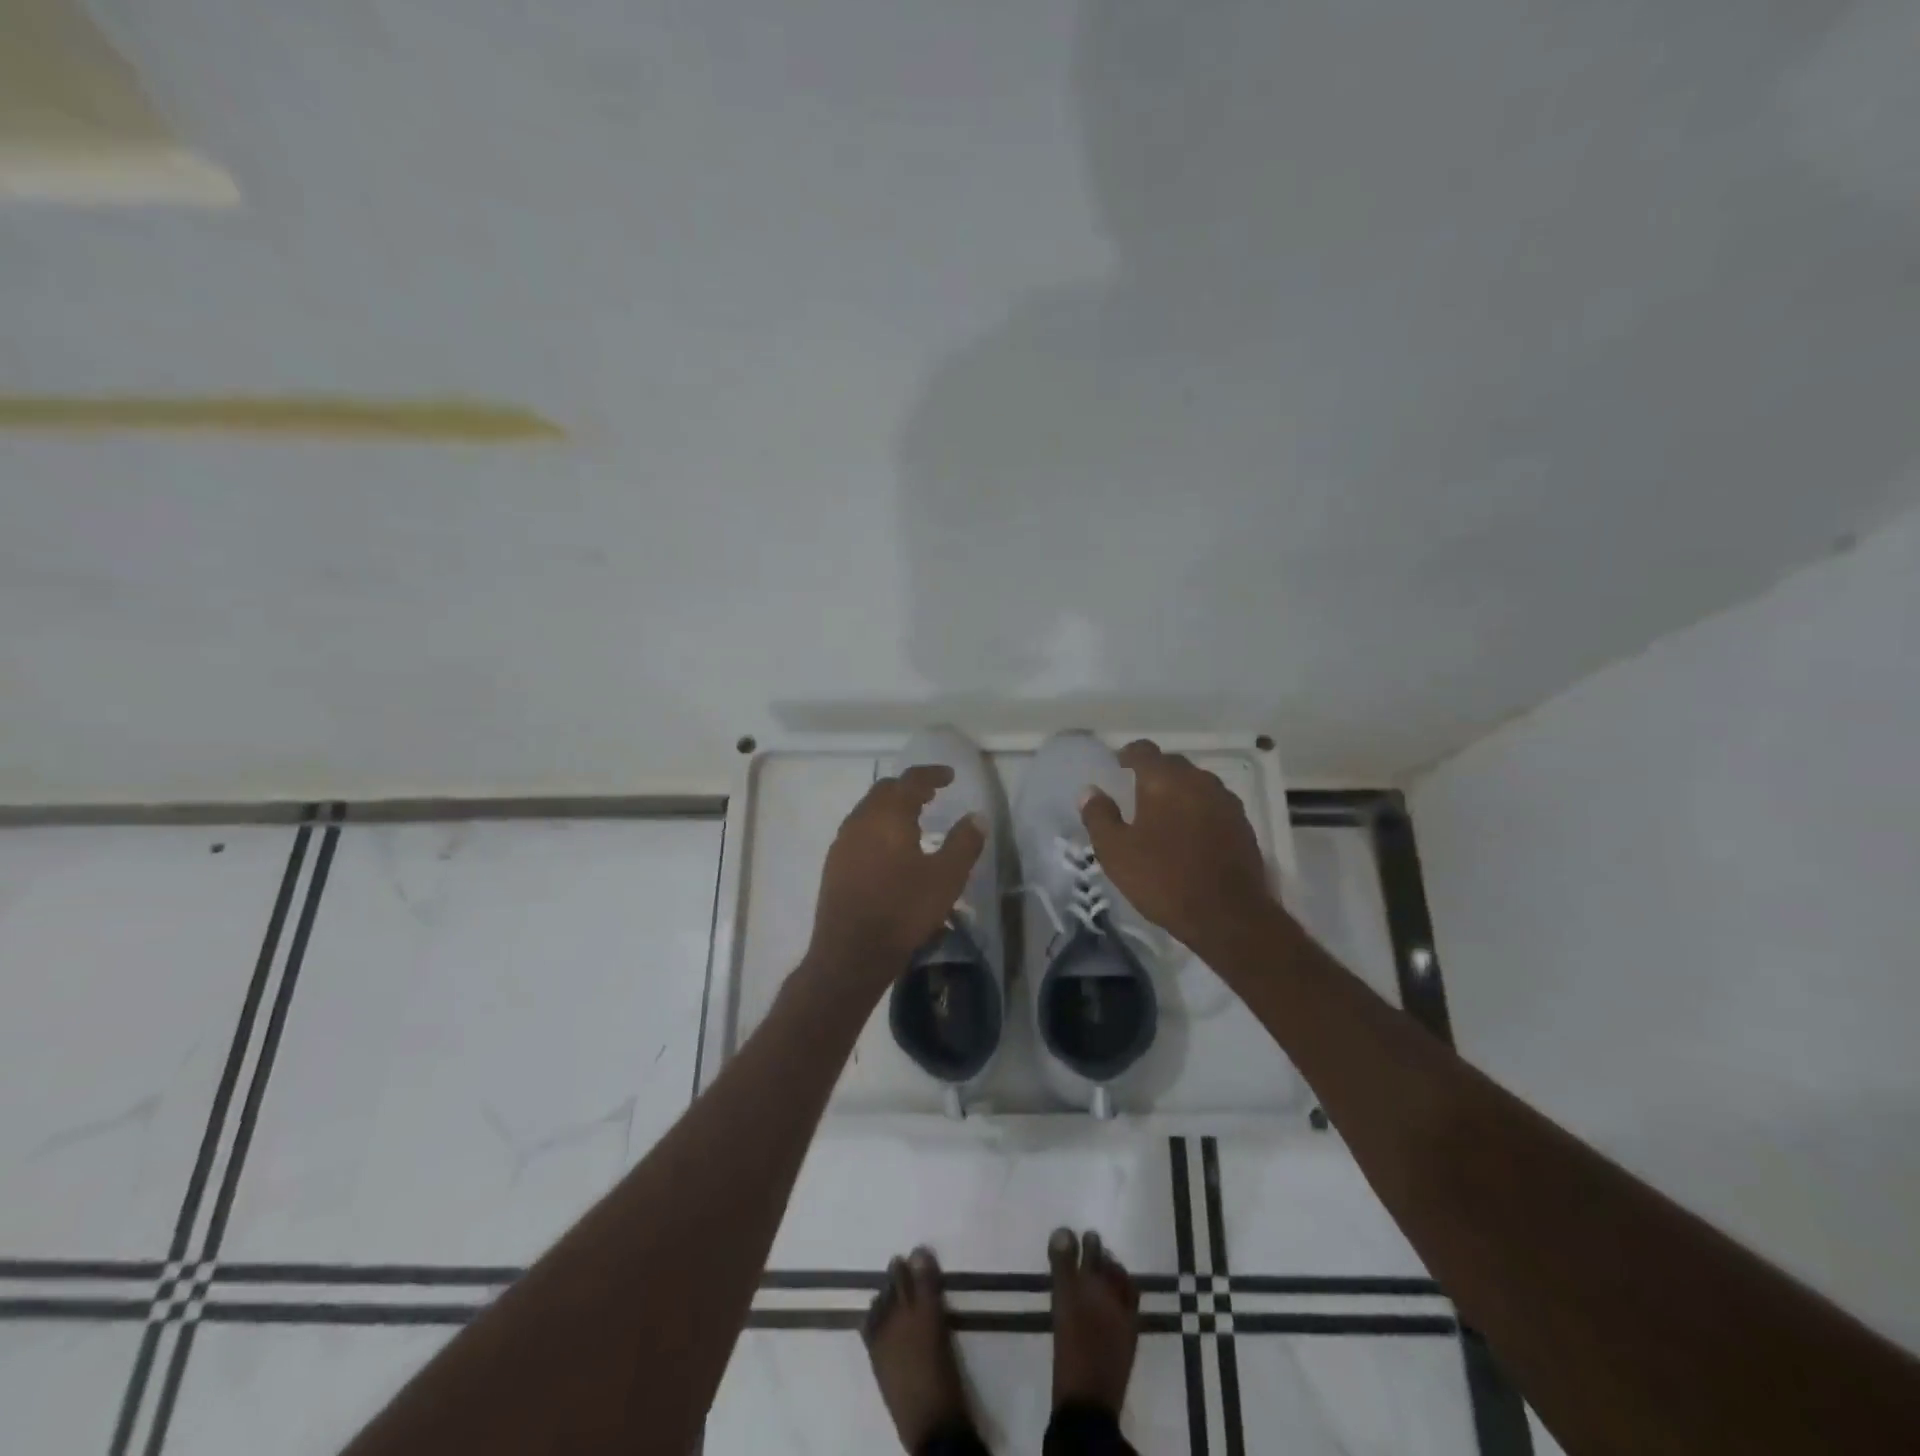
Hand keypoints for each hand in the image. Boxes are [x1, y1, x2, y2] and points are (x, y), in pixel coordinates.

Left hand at [807, 765, 985, 983]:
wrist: (850, 953)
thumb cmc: (903, 910)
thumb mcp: (946, 878)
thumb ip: (964, 843)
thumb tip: (976, 816)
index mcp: (888, 816)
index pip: (911, 780)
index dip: (931, 774)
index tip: (949, 776)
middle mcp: (860, 820)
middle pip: (885, 791)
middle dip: (909, 788)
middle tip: (932, 795)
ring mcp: (843, 843)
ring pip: (869, 811)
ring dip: (892, 808)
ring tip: (913, 820)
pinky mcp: (834, 865)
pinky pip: (859, 832)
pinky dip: (878, 828)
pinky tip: (890, 850)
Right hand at [1080, 740, 1277, 957]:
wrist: (1228, 916)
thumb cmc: (1163, 879)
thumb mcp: (1115, 852)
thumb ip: (1099, 816)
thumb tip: (1090, 791)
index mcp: (1164, 779)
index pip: (1143, 750)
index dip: (1127, 755)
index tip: (1117, 769)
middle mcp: (1199, 780)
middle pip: (1172, 764)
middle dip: (1154, 774)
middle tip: (1136, 795)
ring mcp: (1226, 801)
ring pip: (1196, 784)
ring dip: (1179, 792)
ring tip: (1164, 816)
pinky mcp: (1243, 825)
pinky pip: (1214, 805)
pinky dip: (1199, 811)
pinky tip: (1190, 835)